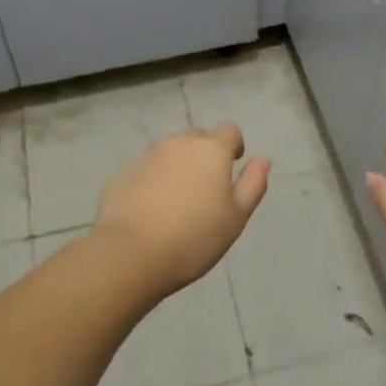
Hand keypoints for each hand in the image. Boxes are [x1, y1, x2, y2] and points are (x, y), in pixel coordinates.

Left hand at [93, 125, 270, 294]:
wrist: (130, 253)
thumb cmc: (194, 237)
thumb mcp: (236, 217)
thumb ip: (253, 184)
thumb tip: (262, 160)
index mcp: (211, 150)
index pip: (230, 132)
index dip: (234, 147)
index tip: (232, 168)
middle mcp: (179, 143)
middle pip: (198, 138)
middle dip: (204, 155)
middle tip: (205, 188)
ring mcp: (148, 156)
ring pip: (170, 152)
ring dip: (178, 166)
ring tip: (177, 200)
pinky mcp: (124, 173)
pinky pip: (147, 169)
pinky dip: (154, 180)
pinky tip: (151, 209)